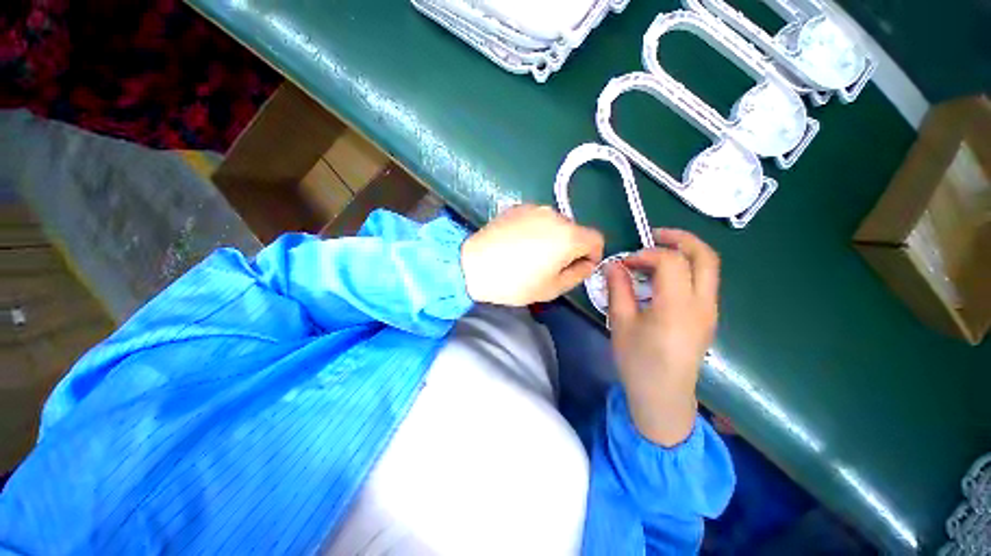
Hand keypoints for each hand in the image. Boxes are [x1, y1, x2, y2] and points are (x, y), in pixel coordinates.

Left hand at [461, 205, 603, 305]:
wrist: (474, 266)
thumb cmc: (516, 282)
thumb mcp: (554, 288)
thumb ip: (579, 273)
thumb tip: (587, 262)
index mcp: (569, 235)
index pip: (597, 239)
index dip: (592, 256)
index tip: (577, 268)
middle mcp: (555, 215)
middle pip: (575, 231)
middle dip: (570, 248)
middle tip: (550, 266)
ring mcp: (534, 208)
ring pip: (556, 224)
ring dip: (552, 238)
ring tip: (531, 255)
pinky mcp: (517, 207)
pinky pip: (537, 219)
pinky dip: (536, 230)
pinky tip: (518, 244)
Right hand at [606, 229, 719, 445]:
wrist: (663, 396)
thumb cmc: (638, 361)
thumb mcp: (621, 323)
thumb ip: (619, 289)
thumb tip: (613, 264)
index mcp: (677, 307)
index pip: (671, 261)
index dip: (646, 254)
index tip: (625, 262)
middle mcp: (702, 304)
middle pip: (705, 256)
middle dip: (680, 238)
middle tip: (653, 236)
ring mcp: (710, 311)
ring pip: (708, 268)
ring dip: (684, 253)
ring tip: (655, 257)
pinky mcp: (708, 317)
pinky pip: (703, 282)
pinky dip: (686, 269)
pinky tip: (662, 279)